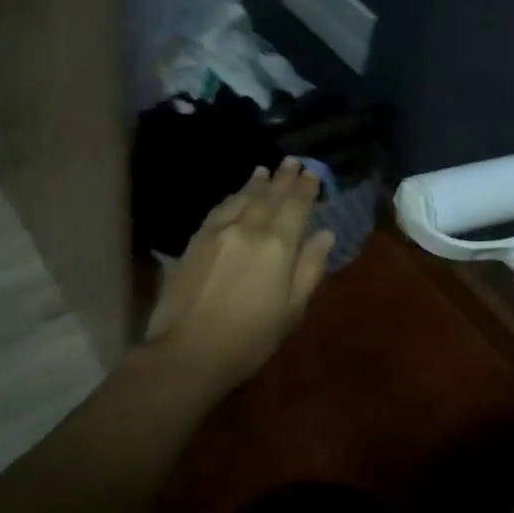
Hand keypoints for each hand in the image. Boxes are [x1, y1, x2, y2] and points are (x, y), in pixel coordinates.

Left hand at [143, 159, 335, 393]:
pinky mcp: (195, 240)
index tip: (313, 173)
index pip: (296, 207)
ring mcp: (219, 232)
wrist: (188, 351)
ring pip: (242, 198)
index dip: (306, 188)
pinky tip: (234, 195)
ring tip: (264, 169)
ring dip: (255, 182)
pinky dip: (231, 198)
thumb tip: (325, 234)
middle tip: (292, 161)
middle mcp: (249, 228)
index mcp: (278, 246)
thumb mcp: (292, 310)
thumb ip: (310, 268)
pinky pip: (218, 209)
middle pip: (269, 196)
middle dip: (282, 178)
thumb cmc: (250, 338)